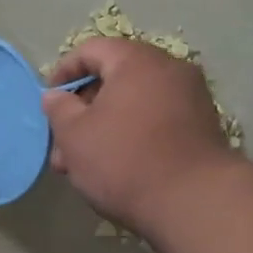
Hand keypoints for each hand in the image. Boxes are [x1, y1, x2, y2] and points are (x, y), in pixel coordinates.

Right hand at [42, 37, 234, 230]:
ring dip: (104, 128)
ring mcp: (191, 98)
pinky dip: (132, 136)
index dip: (63, 73)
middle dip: (83, 110)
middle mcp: (169, 69)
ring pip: (134, 104)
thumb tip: (55, 96)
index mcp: (137, 60)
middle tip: (62, 144)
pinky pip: (156, 121)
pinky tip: (116, 168)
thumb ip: (59, 109)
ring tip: (82, 166)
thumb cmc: (124, 160)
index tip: (49, 102)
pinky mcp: (202, 128)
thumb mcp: (74, 135)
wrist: (194, 202)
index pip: (91, 50)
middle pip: (115, 78)